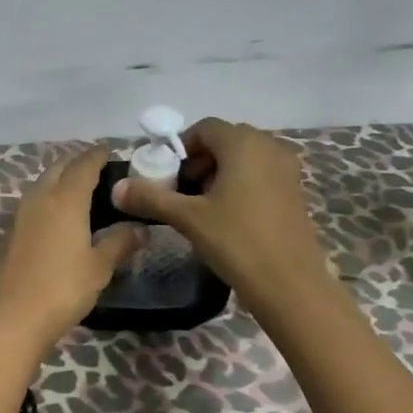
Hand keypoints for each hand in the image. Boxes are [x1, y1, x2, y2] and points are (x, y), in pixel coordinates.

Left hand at [0, 145, 142, 349]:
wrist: (13, 316)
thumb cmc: (63, 287)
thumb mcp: (99, 266)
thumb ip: (120, 242)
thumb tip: (142, 229)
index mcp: (65, 199)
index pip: (83, 165)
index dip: (97, 155)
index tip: (109, 151)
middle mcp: (40, 197)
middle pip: (58, 168)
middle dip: (76, 163)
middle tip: (96, 170)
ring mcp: (20, 214)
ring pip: (41, 184)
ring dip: (59, 179)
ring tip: (79, 191)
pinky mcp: (9, 232)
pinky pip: (32, 203)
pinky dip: (47, 199)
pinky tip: (57, 216)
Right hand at [111, 117, 328, 302]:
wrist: (290, 284)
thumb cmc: (236, 241)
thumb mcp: (187, 218)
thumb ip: (151, 197)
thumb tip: (116, 188)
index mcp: (243, 143)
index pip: (205, 128)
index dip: (182, 147)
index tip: (169, 175)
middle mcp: (269, 146)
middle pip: (225, 140)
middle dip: (200, 160)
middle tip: (184, 191)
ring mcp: (287, 169)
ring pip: (244, 157)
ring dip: (220, 172)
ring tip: (204, 206)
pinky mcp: (295, 191)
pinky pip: (261, 173)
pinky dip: (241, 183)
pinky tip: (230, 216)